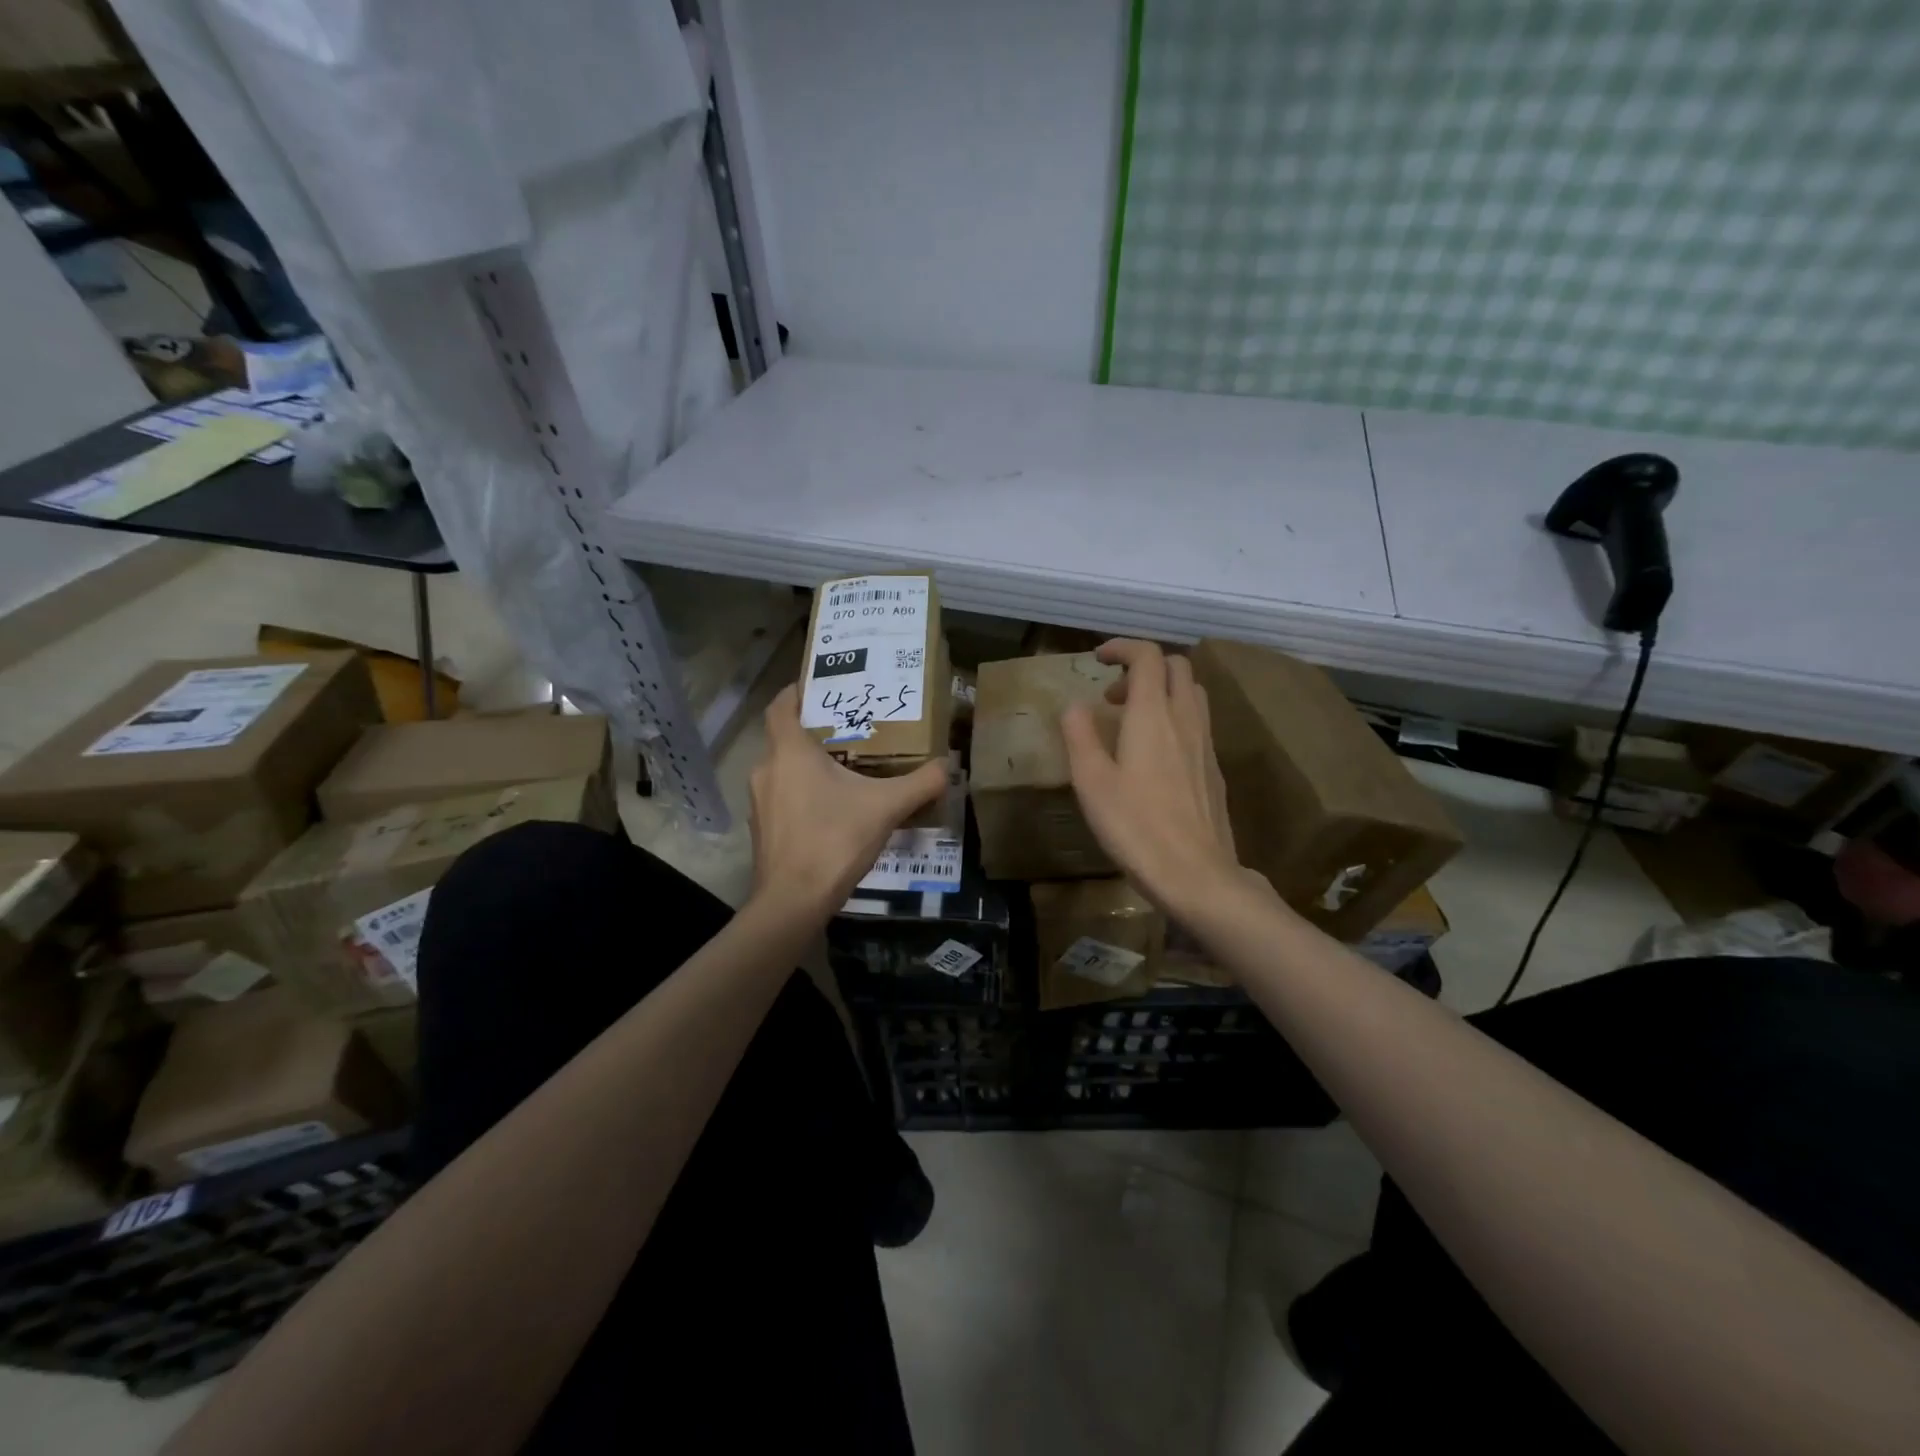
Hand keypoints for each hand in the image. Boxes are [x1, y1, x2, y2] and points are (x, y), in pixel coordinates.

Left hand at [748, 685, 947, 919]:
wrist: (793, 901)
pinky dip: (801, 793)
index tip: (820, 687)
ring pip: (783, 769)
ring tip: (845, 769)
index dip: (796, 691)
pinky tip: (831, 809)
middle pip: (785, 737)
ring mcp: (759, 802)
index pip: (781, 705)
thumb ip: (920, 783)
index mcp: (789, 752)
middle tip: (849, 730)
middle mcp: (766, 769)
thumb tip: (948, 765)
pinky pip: (781, 797)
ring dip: (807, 765)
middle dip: (814, 731)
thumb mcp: (886, 808)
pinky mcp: (762, 829)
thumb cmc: (834, 840)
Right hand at [1061, 640, 1250, 918]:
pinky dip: (1174, 717)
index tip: (1098, 658)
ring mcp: (1206, 743)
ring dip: (1162, 691)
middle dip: (1144, 667)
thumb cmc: (1136, 826)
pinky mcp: (1214, 768)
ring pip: (1191, 693)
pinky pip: (1197, 722)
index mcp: (1153, 715)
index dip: (1122, 647)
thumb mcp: (1091, 781)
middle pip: (1176, 667)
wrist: (1196, 874)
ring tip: (1133, 721)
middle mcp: (1185, 719)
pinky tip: (1154, 755)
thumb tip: (1075, 706)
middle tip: (1114, 695)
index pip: (1147, 656)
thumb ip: (1080, 735)